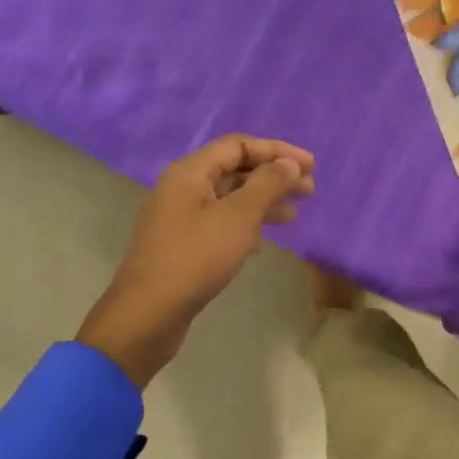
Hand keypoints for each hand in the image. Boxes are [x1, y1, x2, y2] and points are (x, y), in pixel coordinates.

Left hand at [78, 135, 315, 386]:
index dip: (277, 151)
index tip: (310, 166)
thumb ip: (268, 185)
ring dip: (263, 201)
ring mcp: (179, 218)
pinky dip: (246, 224)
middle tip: (309, 190)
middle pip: (234, 170)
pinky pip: (220, 222)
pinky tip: (264, 241)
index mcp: (190, 172)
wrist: (148, 313)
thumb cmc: (196, 257)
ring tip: (294, 215)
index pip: (238, 145)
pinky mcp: (182, 246)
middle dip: (273, 176)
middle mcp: (182, 188)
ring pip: (229, 198)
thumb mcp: (239, 216)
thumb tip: (289, 164)